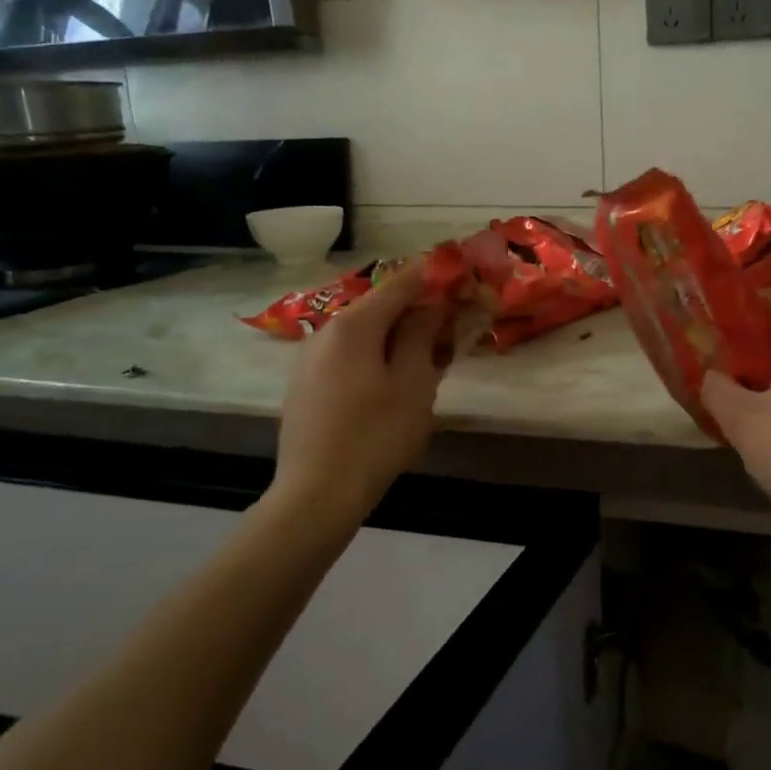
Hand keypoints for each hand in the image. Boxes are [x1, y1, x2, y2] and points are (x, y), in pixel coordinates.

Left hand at [268, 262, 456, 527]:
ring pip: (365, 332)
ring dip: (400, 334)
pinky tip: (395, 380)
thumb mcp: (414, 384)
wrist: (316, 495)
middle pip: (381, 306)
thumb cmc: (375, 436)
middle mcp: (327, 331)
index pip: (401, 282)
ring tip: (430, 355)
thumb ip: (424, 334)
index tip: (464, 275)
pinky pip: (349, 354)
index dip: (435, 274)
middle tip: (454, 323)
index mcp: (354, 325)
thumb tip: (434, 303)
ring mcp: (310, 358)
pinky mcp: (306, 384)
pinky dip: (377, 354)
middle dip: (419, 309)